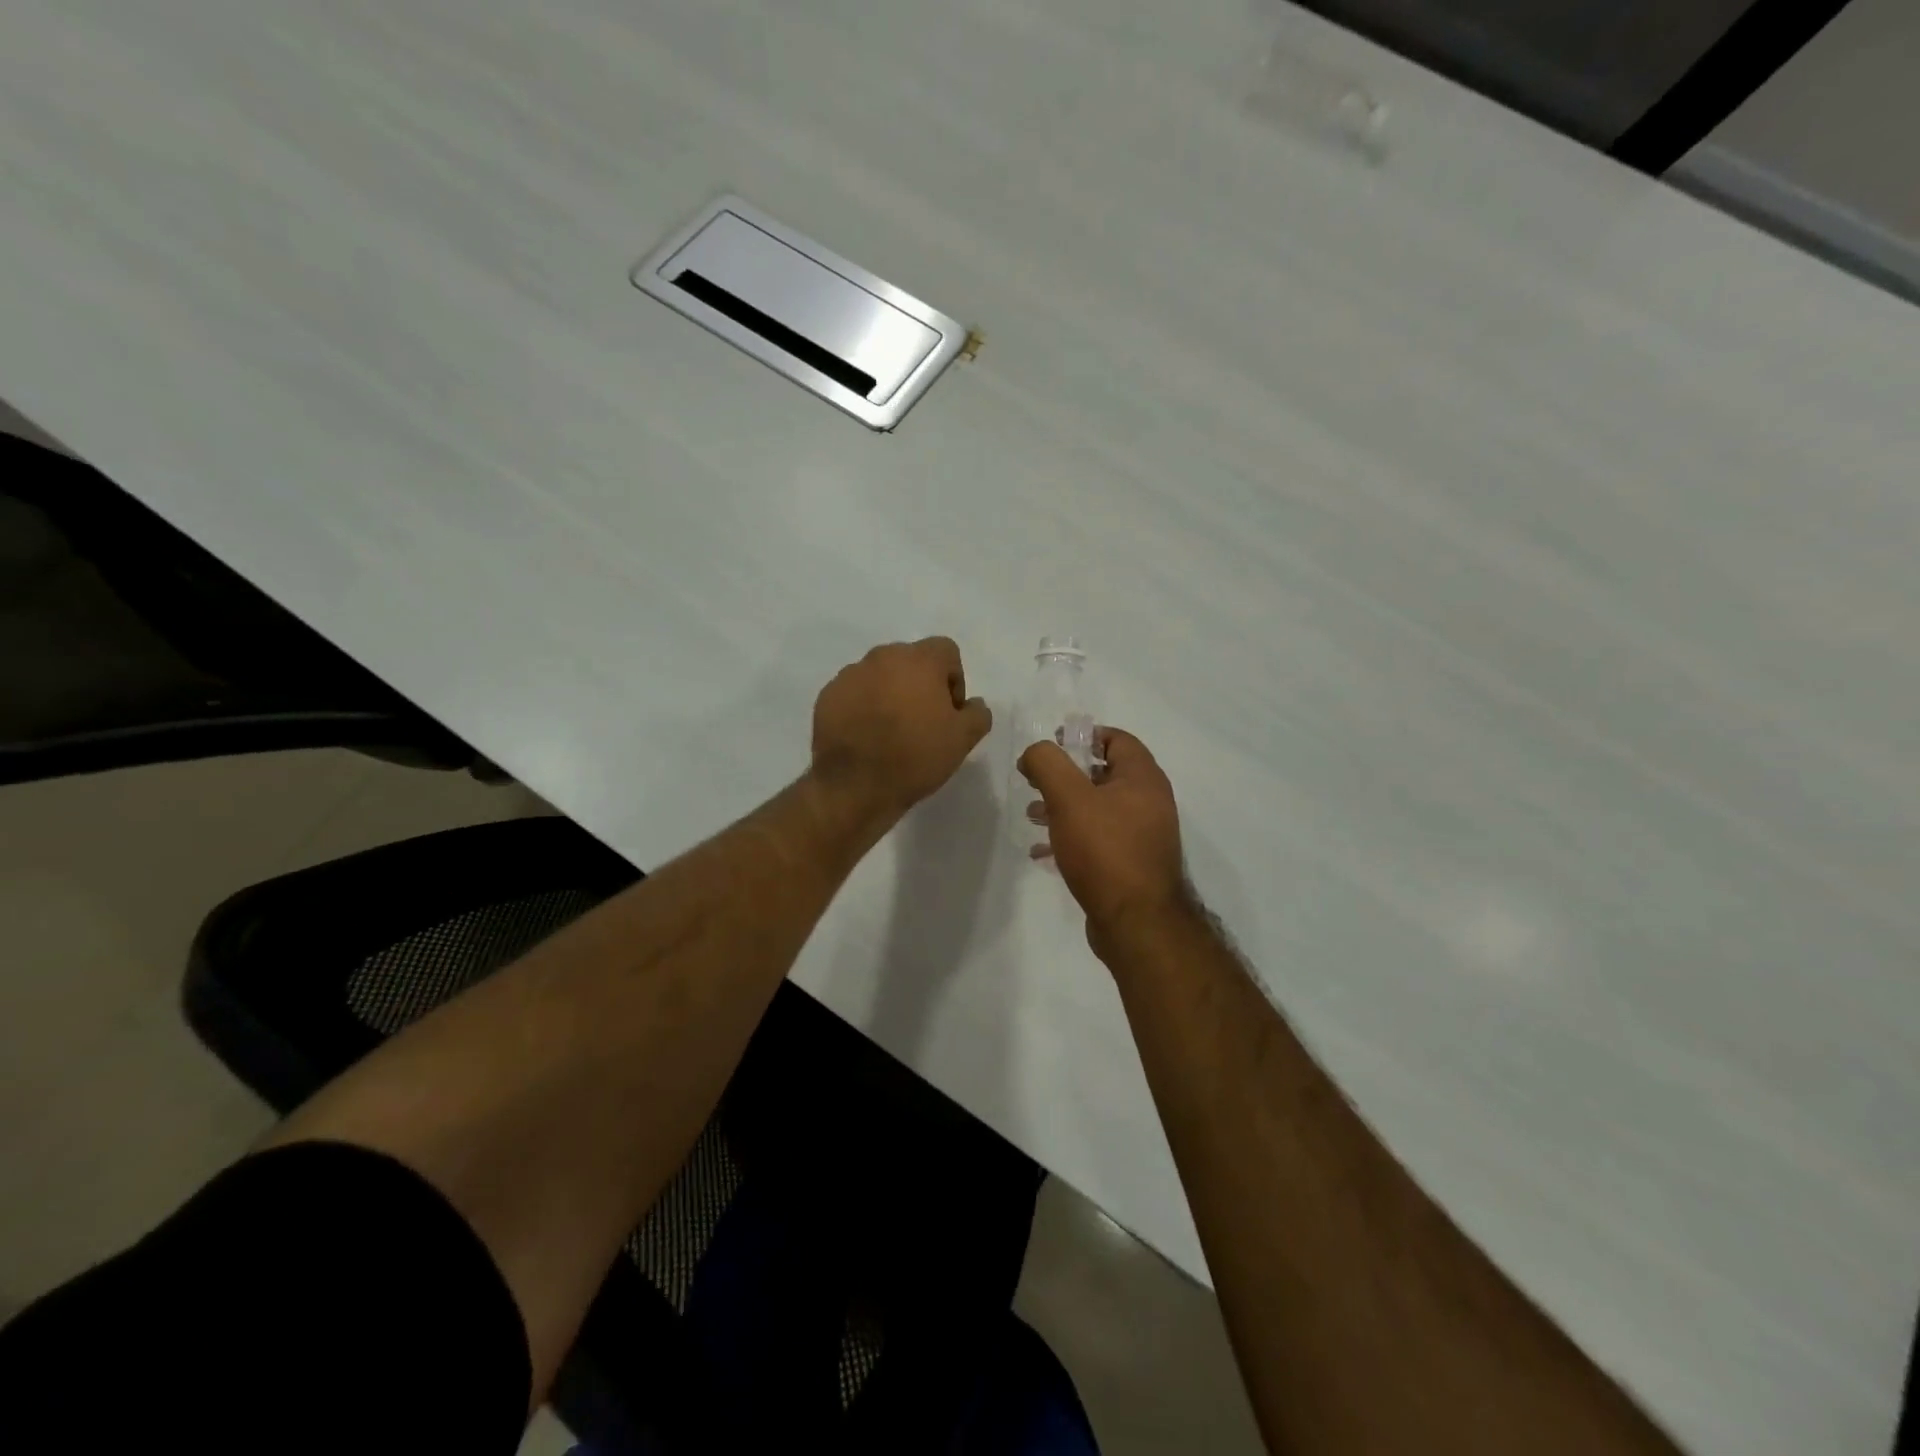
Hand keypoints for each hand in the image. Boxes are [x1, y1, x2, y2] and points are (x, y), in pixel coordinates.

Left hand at [811, 637, 992, 821]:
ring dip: (890, 693)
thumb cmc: (915, 756)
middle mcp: (882, 657)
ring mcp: (850, 674)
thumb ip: (977, 714)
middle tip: (922, 721)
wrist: (855, 786)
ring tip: (891, 731)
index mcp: (919, 660)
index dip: (954, 679)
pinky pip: (854, 693)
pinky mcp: (827, 696)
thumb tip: (973, 704)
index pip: (946, 651)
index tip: (949, 712)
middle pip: (911, 661)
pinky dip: (863, 706)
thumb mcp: (963, 740)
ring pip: (880, 676)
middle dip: (920, 684)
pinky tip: (866, 736)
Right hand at [1019, 727, 1189, 951]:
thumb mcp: (1069, 798)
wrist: (1137, 923)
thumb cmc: (1105, 851)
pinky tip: (1043, 853)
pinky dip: (1072, 837)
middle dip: (1066, 775)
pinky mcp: (1132, 864)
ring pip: (1098, 808)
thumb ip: (1047, 764)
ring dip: (1064, 807)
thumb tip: (1034, 753)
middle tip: (1035, 782)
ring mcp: (1143, 835)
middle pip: (1104, 774)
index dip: (1083, 736)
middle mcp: (1149, 802)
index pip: (1117, 739)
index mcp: (1143, 778)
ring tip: (1033, 817)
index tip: (1052, 745)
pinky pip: (1099, 839)